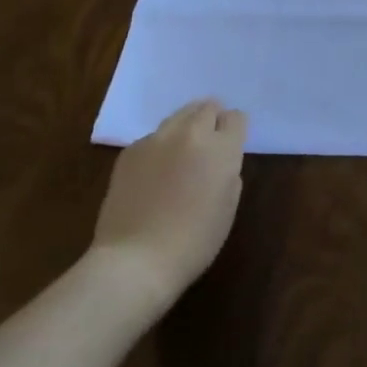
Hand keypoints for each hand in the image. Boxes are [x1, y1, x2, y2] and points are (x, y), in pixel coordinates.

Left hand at [93, 99, 247, 304]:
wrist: (136, 259)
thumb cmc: (194, 241)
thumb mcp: (228, 207)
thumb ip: (228, 172)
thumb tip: (220, 159)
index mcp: (221, 148)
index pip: (236, 118)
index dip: (235, 130)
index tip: (232, 144)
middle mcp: (190, 134)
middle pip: (206, 107)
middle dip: (212, 119)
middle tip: (209, 143)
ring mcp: (156, 140)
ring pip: (178, 116)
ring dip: (186, 128)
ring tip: (182, 154)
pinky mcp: (130, 151)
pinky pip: (153, 137)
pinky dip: (160, 147)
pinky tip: (155, 173)